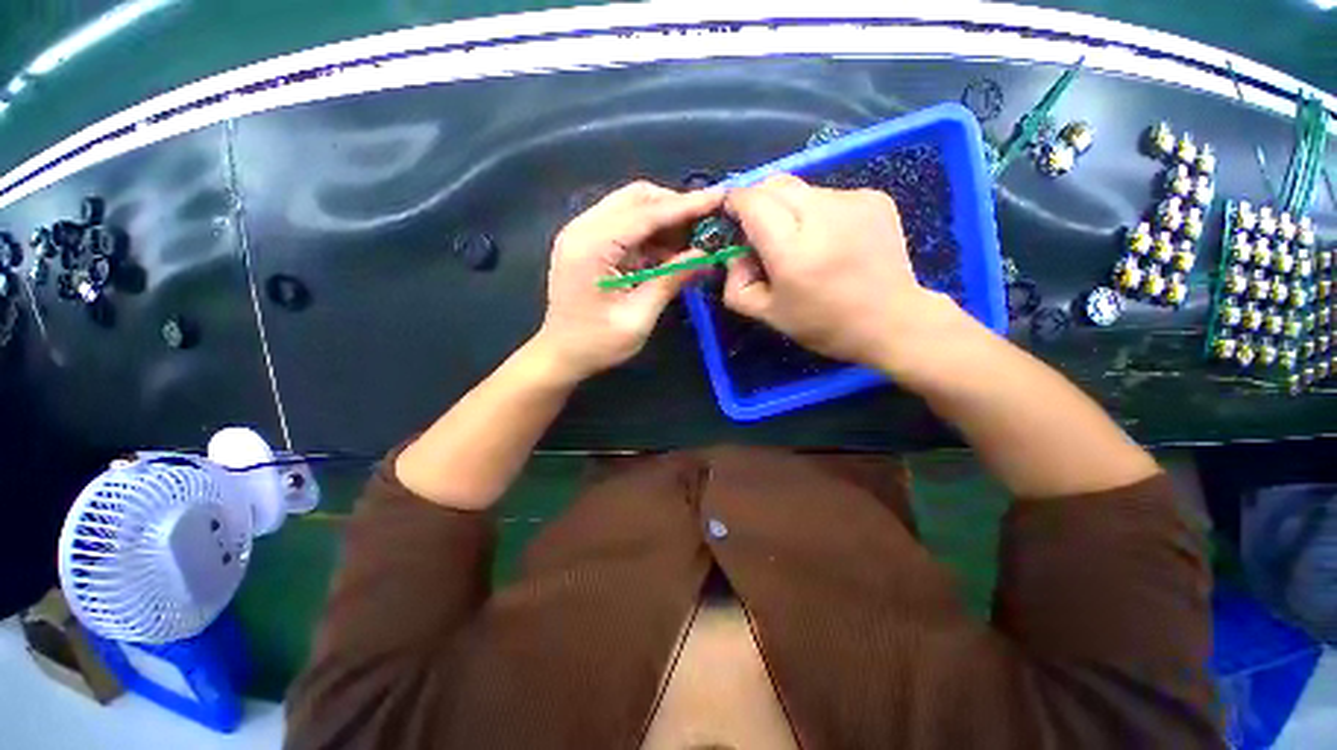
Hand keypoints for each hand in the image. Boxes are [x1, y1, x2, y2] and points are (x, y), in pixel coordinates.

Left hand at [534, 181, 724, 382]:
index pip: (646, 214)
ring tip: (692, 239)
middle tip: (705, 225)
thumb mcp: (639, 317)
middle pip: (635, 198)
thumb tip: (704, 256)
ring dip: (663, 219)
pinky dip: (649, 233)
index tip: (719, 197)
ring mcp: (581, 233)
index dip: (686, 206)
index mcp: (592, 246)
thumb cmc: (597, 344)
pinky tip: (668, 250)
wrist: (560, 355)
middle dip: (674, 206)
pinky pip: (623, 224)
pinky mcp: (586, 242)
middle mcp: (582, 229)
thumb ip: (670, 281)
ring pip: (630, 206)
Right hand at [721, 174, 967, 371]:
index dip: (735, 203)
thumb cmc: (825, 324)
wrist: (892, 321)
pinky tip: (830, 239)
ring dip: (789, 208)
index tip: (732, 217)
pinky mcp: (874, 197)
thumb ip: (737, 285)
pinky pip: (829, 194)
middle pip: (775, 183)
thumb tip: (734, 255)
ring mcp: (853, 201)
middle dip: (759, 202)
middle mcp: (823, 215)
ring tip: (802, 241)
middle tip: (762, 232)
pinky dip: (817, 211)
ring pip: (802, 188)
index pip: (752, 201)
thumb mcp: (769, 315)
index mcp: (793, 251)